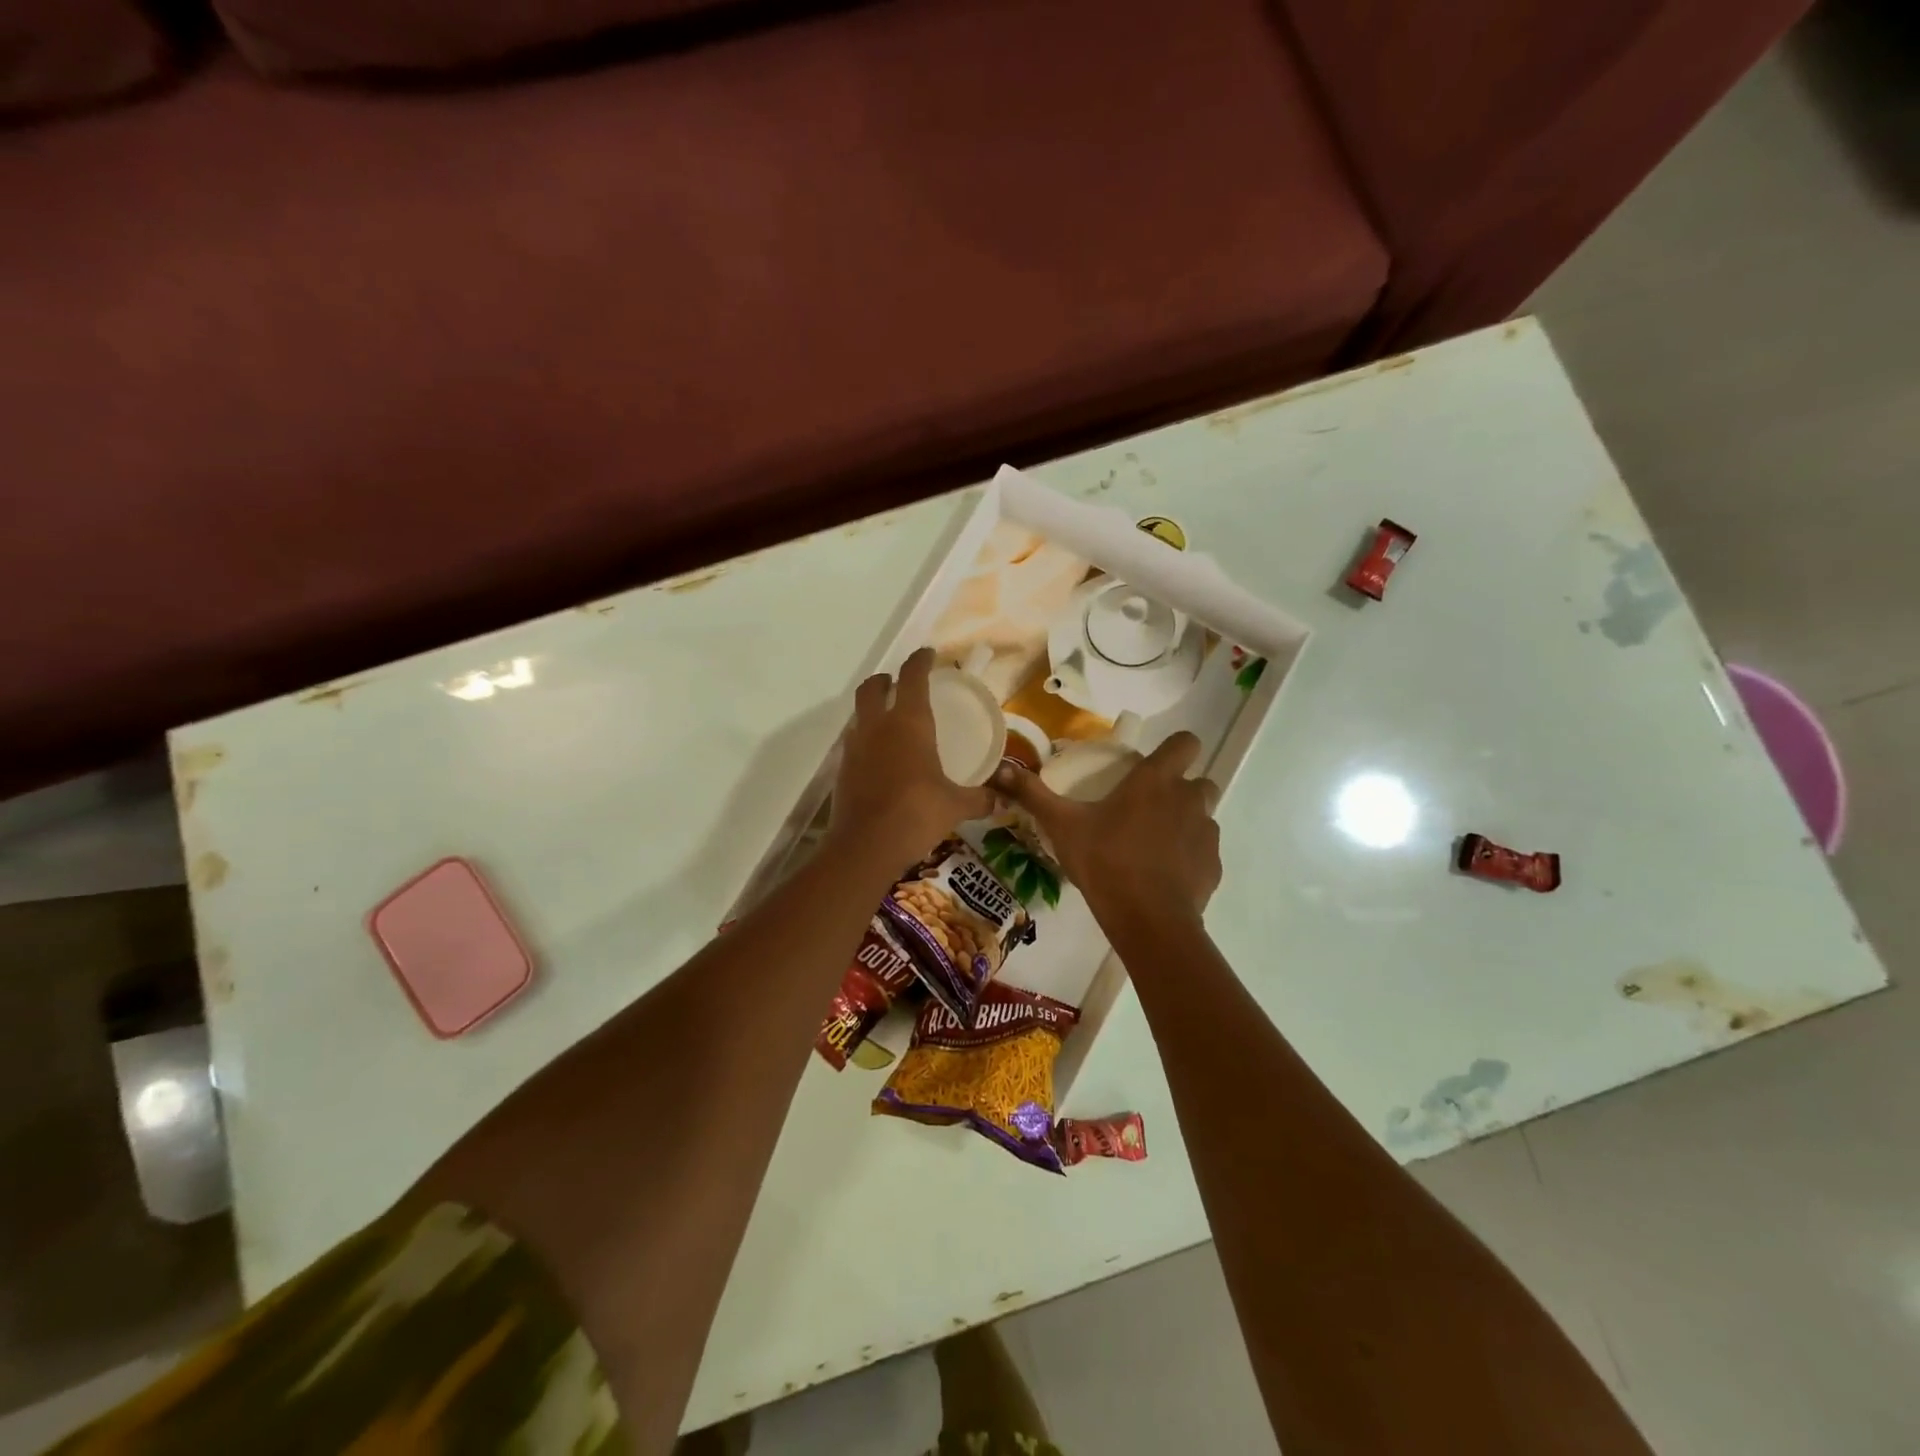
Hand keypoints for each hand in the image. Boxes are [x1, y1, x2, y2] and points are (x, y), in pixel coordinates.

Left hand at [829, 648, 994, 863]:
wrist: (866, 846)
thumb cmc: (917, 814)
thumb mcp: (955, 806)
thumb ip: (979, 799)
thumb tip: (1000, 801)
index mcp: (909, 723)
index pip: (912, 677)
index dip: (920, 661)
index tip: (928, 654)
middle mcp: (878, 726)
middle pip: (873, 688)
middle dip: (885, 680)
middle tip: (898, 683)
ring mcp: (855, 747)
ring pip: (859, 714)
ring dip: (872, 710)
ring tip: (890, 721)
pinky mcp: (842, 770)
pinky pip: (854, 743)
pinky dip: (865, 740)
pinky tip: (879, 758)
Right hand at [994, 731, 1220, 925]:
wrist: (1148, 920)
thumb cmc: (1105, 862)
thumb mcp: (1062, 826)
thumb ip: (1034, 795)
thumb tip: (1001, 769)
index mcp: (1156, 780)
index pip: (1186, 742)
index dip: (1175, 747)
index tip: (1154, 764)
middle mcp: (1189, 799)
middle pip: (1199, 780)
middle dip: (1181, 788)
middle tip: (1149, 807)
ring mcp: (1206, 833)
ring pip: (1203, 815)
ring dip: (1185, 822)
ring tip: (1154, 844)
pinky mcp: (1213, 865)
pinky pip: (1204, 851)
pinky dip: (1189, 857)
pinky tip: (1164, 875)